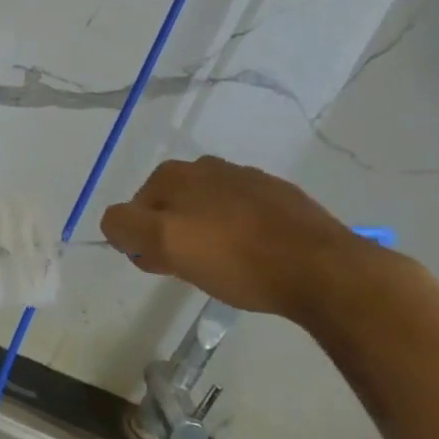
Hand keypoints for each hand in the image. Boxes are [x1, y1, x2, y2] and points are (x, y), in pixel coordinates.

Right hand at [101, 157, 390, 322]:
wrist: (323, 270)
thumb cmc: (235, 258)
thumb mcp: (165, 244)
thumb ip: (125, 227)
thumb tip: (115, 224)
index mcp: (175, 174)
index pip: (134, 209)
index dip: (142, 241)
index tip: (163, 268)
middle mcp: (208, 167)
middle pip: (171, 207)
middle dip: (173, 236)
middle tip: (190, 271)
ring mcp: (249, 179)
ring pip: (208, 210)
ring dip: (206, 234)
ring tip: (225, 268)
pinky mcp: (283, 198)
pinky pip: (244, 216)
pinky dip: (240, 234)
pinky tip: (255, 258)